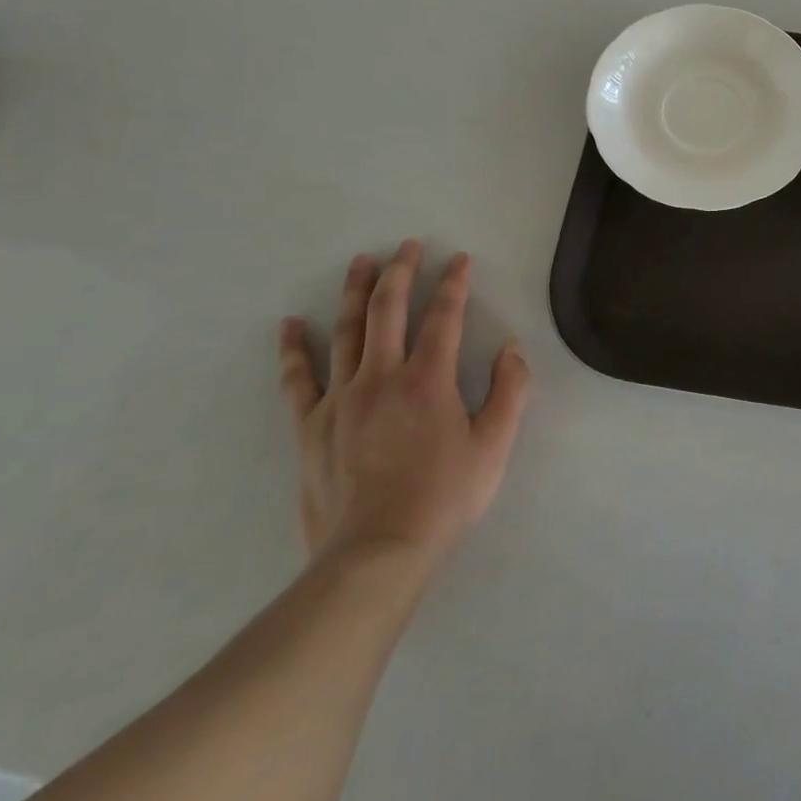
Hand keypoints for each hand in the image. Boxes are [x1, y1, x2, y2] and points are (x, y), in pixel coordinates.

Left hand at [279, 241, 530, 587]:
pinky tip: (289, 325)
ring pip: (346, 331)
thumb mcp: (494, 447)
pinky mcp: (311, 425)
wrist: (376, 555)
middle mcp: (382, 376)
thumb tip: (511, 347)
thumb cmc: (443, 499)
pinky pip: (298, 379)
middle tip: (408, 245)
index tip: (460, 259)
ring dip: (355, 292)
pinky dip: (293, 349)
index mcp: (428, 379)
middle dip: (401, 271)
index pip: (444, 316)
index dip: (454, 283)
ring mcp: (341, 399)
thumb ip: (510, 391)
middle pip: (388, 309)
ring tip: (361, 261)